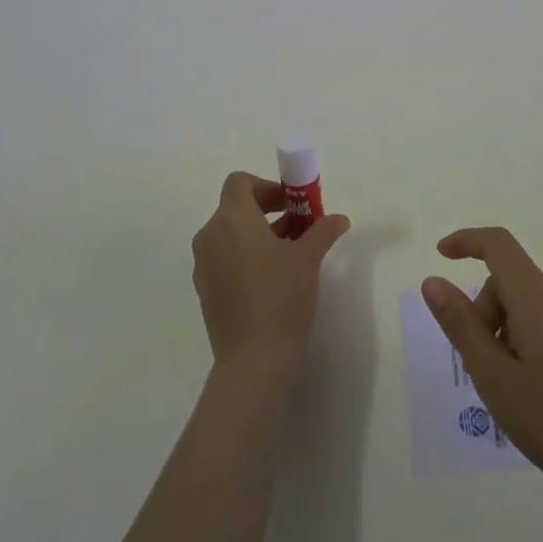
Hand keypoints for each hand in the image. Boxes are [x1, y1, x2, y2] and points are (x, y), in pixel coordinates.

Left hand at [192, 171, 350, 367]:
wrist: (254, 359)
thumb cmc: (282, 296)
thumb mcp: (309, 258)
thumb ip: (322, 231)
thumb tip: (339, 219)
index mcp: (232, 218)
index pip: (240, 182)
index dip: (266, 187)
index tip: (291, 205)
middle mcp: (210, 235)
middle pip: (235, 208)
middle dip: (266, 212)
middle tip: (297, 228)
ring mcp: (203, 264)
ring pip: (229, 235)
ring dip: (256, 235)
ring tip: (288, 255)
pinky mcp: (204, 290)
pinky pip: (223, 259)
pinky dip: (244, 257)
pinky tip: (270, 281)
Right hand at [422, 227, 542, 512]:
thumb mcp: (494, 377)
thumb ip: (461, 324)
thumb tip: (433, 280)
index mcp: (537, 296)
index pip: (498, 244)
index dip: (466, 241)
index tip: (441, 255)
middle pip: (510, 282)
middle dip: (485, 312)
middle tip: (481, 367)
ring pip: (529, 304)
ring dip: (507, 330)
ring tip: (510, 386)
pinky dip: (530, 339)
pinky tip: (536, 389)